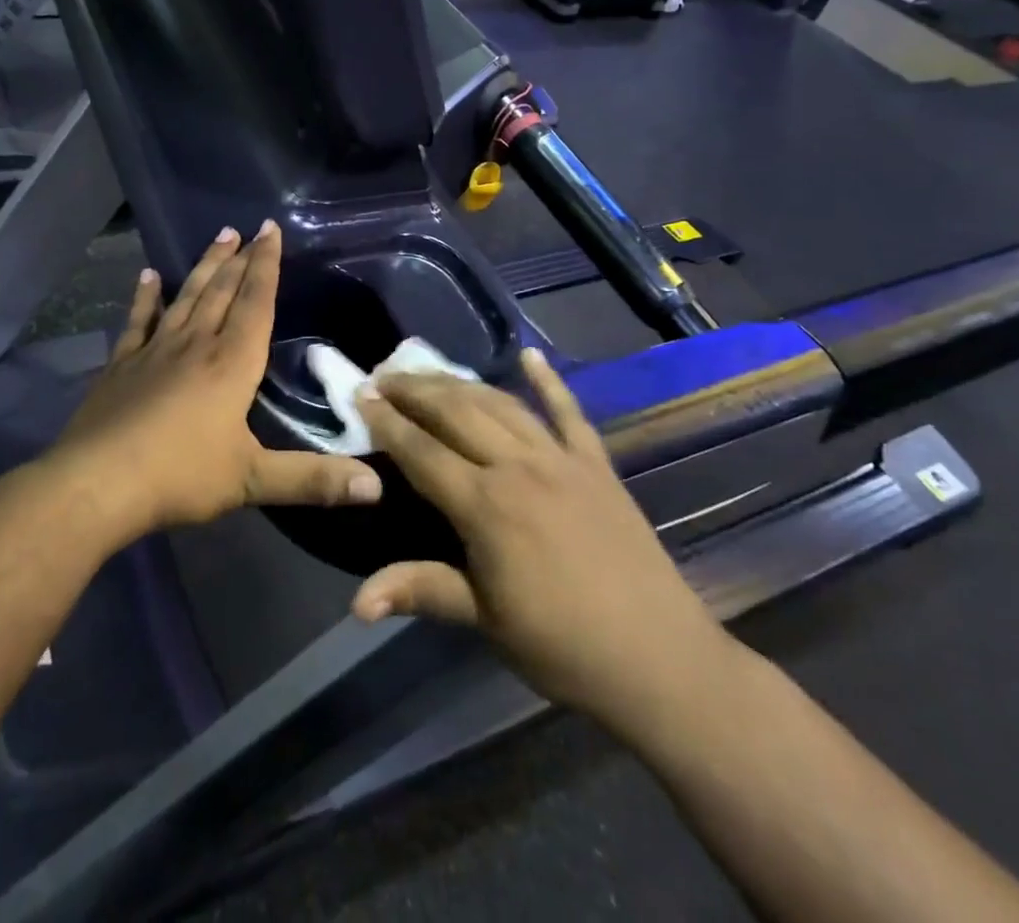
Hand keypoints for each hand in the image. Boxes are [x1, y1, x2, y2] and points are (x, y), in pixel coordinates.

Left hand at [48, 221, 382, 540]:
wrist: (97, 484)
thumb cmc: (181, 476)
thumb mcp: (252, 480)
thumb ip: (313, 480)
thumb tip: (377, 487)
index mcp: (231, 364)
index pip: (255, 303)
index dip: (267, 266)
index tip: (271, 231)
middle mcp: (195, 345)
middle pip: (222, 292)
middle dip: (240, 259)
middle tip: (249, 228)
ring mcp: (154, 351)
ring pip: (186, 298)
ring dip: (204, 267)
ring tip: (219, 237)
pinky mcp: (121, 365)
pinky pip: (138, 322)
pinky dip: (145, 298)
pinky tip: (147, 276)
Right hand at [351, 349, 734, 735]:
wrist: (661, 661)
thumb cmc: (562, 646)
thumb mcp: (484, 620)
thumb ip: (420, 590)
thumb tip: (357, 603)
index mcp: (486, 506)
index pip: (422, 450)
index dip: (387, 421)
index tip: (360, 395)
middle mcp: (519, 467)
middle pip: (457, 413)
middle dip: (416, 390)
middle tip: (384, 375)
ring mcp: (562, 459)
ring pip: (501, 404)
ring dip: (461, 383)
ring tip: (429, 371)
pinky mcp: (597, 464)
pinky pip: (569, 412)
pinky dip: (550, 382)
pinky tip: (531, 356)